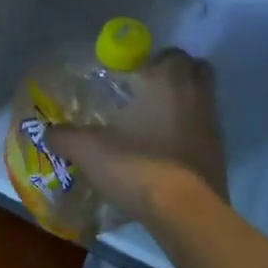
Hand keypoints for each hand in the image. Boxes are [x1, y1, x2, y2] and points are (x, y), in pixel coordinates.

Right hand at [46, 48, 226, 221]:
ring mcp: (213, 128)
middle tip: (148, 92)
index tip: (135, 74)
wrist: (183, 212)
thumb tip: (48, 132)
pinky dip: (188, 136)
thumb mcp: (87, 150)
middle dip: (176, 77)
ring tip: (152, 124)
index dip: (156, 61)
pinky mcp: (219, 157)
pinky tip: (163, 152)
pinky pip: (203, 134)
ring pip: (202, 103)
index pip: (172, 55)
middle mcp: (197, 98)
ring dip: (183, 107)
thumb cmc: (136, 165)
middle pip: (197, 72)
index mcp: (168, 83)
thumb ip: (65, 137)